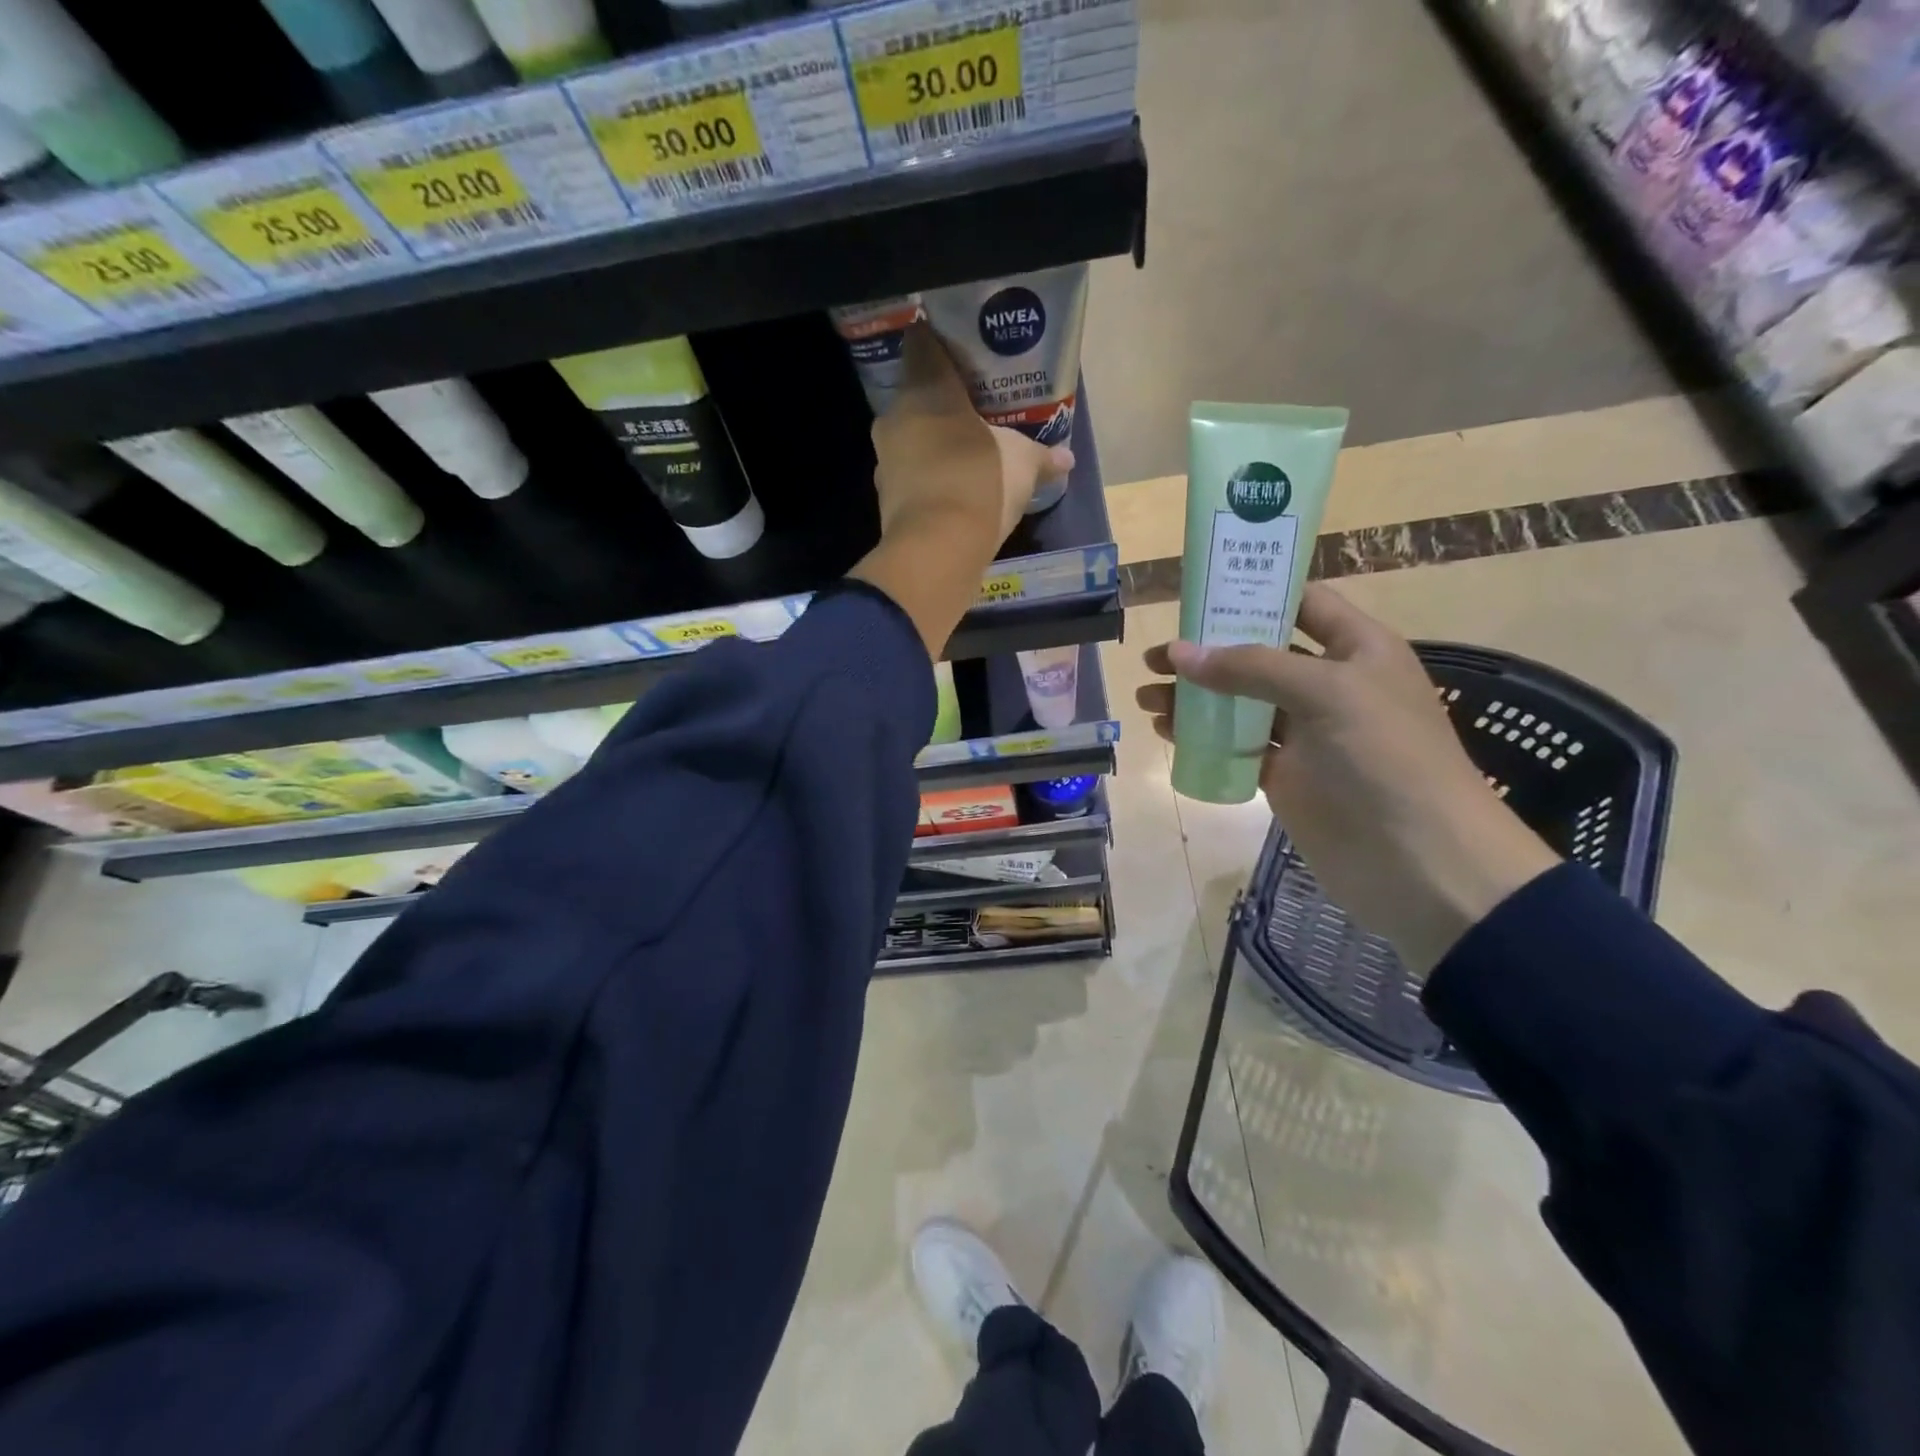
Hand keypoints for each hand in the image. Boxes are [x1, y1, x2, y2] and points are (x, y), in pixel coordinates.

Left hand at [850, 323, 1072, 656]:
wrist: (938, 549)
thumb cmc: (980, 481)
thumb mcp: (1022, 463)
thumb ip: (1042, 456)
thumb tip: (1067, 458)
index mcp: (925, 388)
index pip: (922, 344)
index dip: (940, 343)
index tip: (961, 352)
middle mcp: (896, 417)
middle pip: (916, 396)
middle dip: (942, 401)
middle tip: (973, 409)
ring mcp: (885, 460)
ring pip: (910, 438)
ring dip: (932, 443)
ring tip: (965, 451)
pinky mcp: (886, 498)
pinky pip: (911, 475)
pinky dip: (928, 478)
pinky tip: (953, 488)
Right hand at [1137, 584, 1559, 971]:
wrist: (1423, 863)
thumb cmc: (1386, 758)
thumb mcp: (1327, 693)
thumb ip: (1250, 668)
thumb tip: (1177, 653)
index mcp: (1357, 649)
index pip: (1302, 603)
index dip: (1254, 592)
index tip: (1198, 592)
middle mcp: (1330, 684)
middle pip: (1260, 654)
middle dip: (1209, 650)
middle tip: (1157, 656)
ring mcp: (1307, 733)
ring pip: (1241, 702)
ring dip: (1196, 697)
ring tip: (1147, 697)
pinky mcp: (1287, 776)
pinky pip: (1237, 746)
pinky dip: (1202, 737)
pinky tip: (1167, 732)